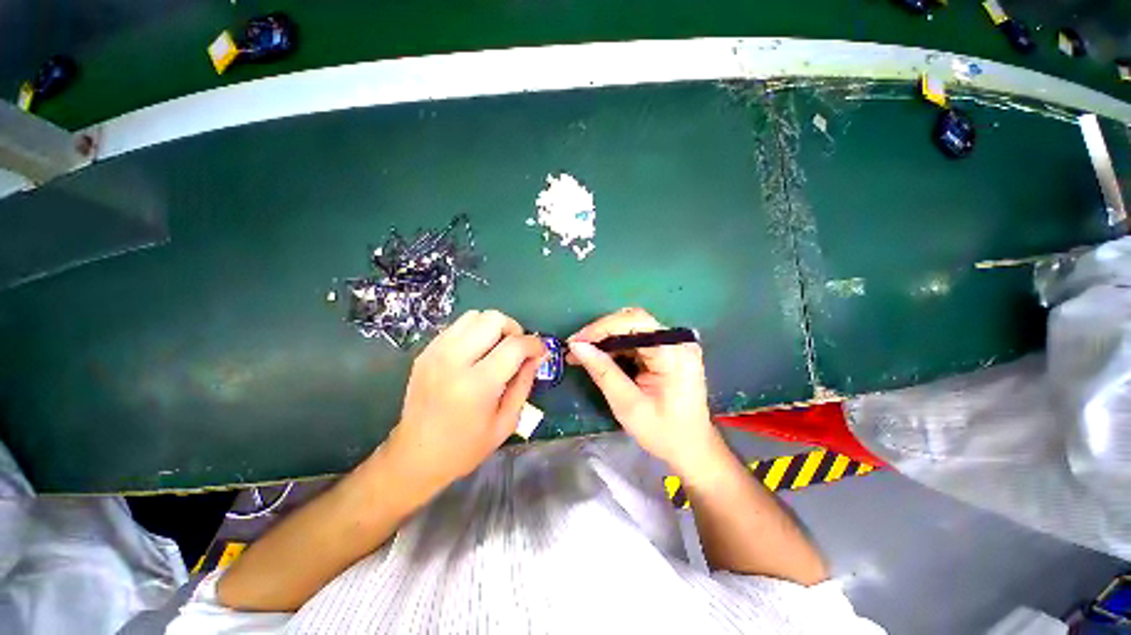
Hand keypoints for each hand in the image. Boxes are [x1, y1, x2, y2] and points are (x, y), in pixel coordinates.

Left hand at [384, 310, 544, 494]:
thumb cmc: (466, 446)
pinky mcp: (426, 352)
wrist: (415, 456)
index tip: (540, 352)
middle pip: (493, 319)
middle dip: (514, 329)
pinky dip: (474, 332)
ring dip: (493, 327)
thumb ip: (524, 383)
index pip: (515, 345)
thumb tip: (537, 356)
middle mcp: (454, 361)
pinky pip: (457, 326)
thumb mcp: (507, 421)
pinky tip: (476, 353)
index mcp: (478, 384)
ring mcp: (436, 353)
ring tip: (496, 349)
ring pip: (475, 316)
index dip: (534, 344)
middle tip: (516, 350)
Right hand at [567, 308, 718, 471]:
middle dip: (601, 332)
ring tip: (582, 353)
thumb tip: (577, 346)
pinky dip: (617, 347)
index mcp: (673, 353)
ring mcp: (675, 344)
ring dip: (606, 339)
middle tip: (576, 347)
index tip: (575, 341)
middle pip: (633, 321)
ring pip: (632, 328)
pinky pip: (637, 339)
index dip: (602, 327)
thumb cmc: (663, 432)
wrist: (692, 448)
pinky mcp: (669, 350)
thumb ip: (603, 372)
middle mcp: (677, 341)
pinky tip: (601, 357)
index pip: (635, 322)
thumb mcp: (627, 404)